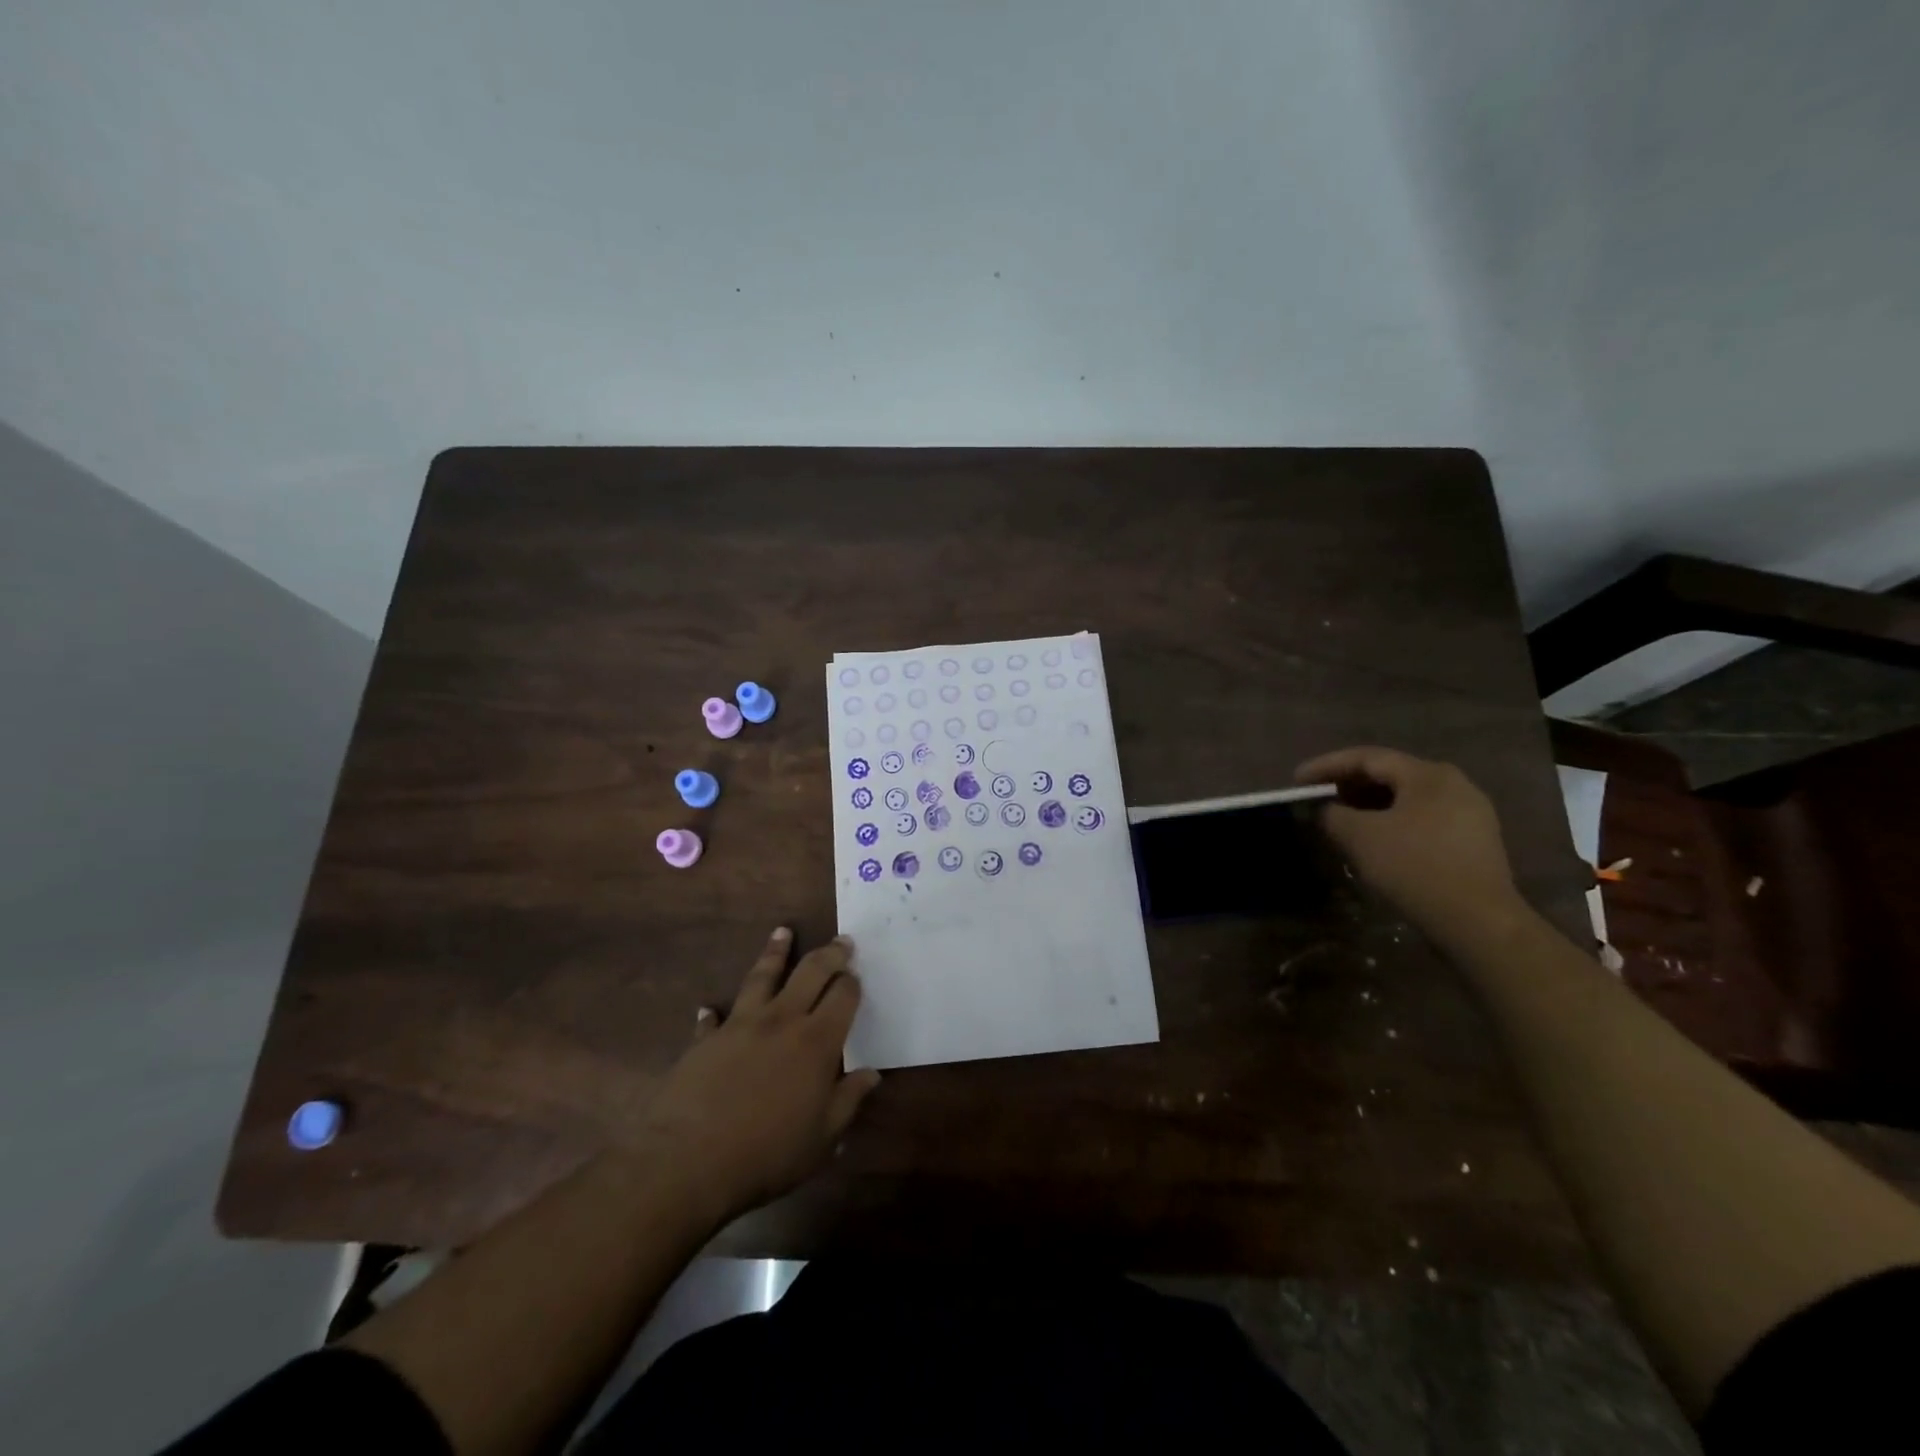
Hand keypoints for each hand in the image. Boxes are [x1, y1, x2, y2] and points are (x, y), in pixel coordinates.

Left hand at [635, 929, 880, 1222]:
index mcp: (817, 1042)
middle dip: (829, 953)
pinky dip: (713, 1013)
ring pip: (762, 976)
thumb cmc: (767, 1154)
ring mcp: (740, 1025)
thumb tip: (872, 1074)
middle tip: (841, 941)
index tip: (857, 975)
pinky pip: (713, 1019)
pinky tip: (710, 1008)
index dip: (853, 982)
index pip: (843, 996)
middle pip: (810, 972)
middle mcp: (781, 1021)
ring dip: (775, 952)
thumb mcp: (821, 1138)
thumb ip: (848, 1101)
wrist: (688, 1162)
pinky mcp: (705, 1040)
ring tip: (783, 932)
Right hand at [1294, 746, 1524, 947]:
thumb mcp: (1360, 837)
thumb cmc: (1415, 868)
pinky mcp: (1473, 841)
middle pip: (1390, 774)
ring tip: (1341, 819)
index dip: (1326, 766)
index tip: (1296, 779)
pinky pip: (1422, 819)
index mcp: (1427, 774)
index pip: (1367, 758)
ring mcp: (1469, 813)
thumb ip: (1333, 815)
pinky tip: (1374, 840)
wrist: (1478, 922)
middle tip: (1317, 798)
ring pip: (1406, 798)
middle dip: (1349, 785)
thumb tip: (1326, 810)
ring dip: (1369, 805)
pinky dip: (1391, 822)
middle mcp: (1453, 784)